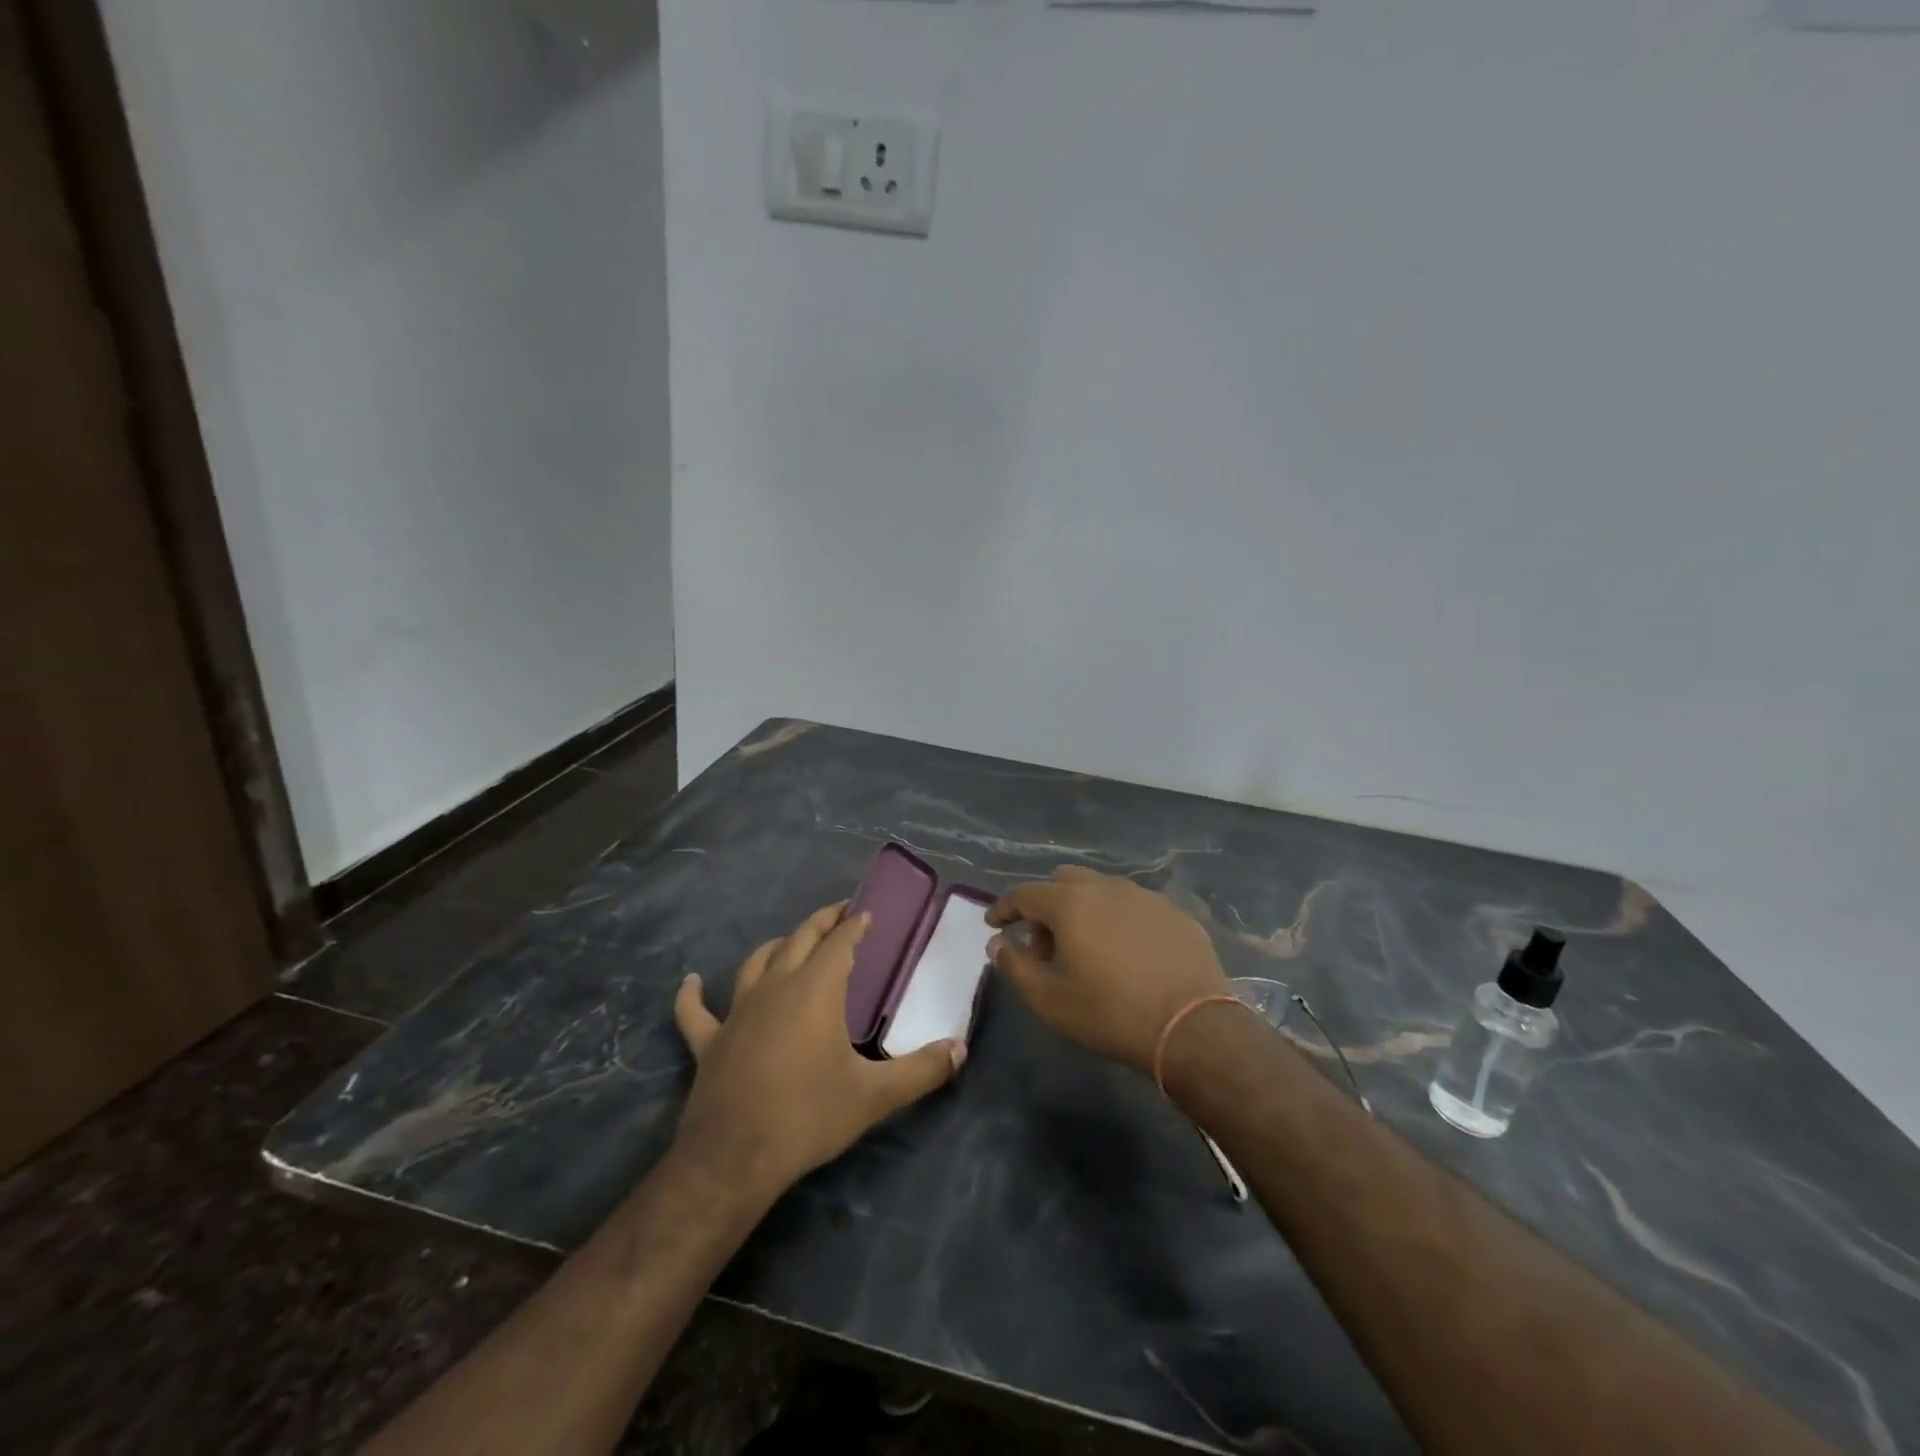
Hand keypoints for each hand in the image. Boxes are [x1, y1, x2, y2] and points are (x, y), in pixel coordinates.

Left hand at [673, 902, 964, 1198]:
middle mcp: (775, 986)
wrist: (734, 1158)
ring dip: (777, 946)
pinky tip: (691, 982)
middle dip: (822, 922)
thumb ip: (922, 1070)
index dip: (856, 924)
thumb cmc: (808, 1115)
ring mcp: (737, 1011)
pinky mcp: (710, 1041)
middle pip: (799, 939)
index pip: (840, 942)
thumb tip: (960, 1049)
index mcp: (815, 989)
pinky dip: (693, 994)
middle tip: (840, 913)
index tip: (868, 913)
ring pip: (756, 962)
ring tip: (791, 942)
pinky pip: (696, 1011)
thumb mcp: (874, 1096)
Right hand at [987, 867, 1230, 1075]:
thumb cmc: (1110, 1014)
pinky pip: (1135, 906)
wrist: (1193, 1028)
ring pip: (1102, 890)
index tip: (994, 923)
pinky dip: (1119, 921)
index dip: (1004, 907)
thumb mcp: (1050, 1000)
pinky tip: (1128, 953)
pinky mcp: (1176, 913)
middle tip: (1046, 945)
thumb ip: (1015, 965)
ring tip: (1089, 950)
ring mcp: (1146, 897)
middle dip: (1047, 906)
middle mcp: (1107, 887)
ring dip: (1085, 910)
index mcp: (1071, 903)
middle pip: (1064, 881)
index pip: (1025, 893)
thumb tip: (998, 942)